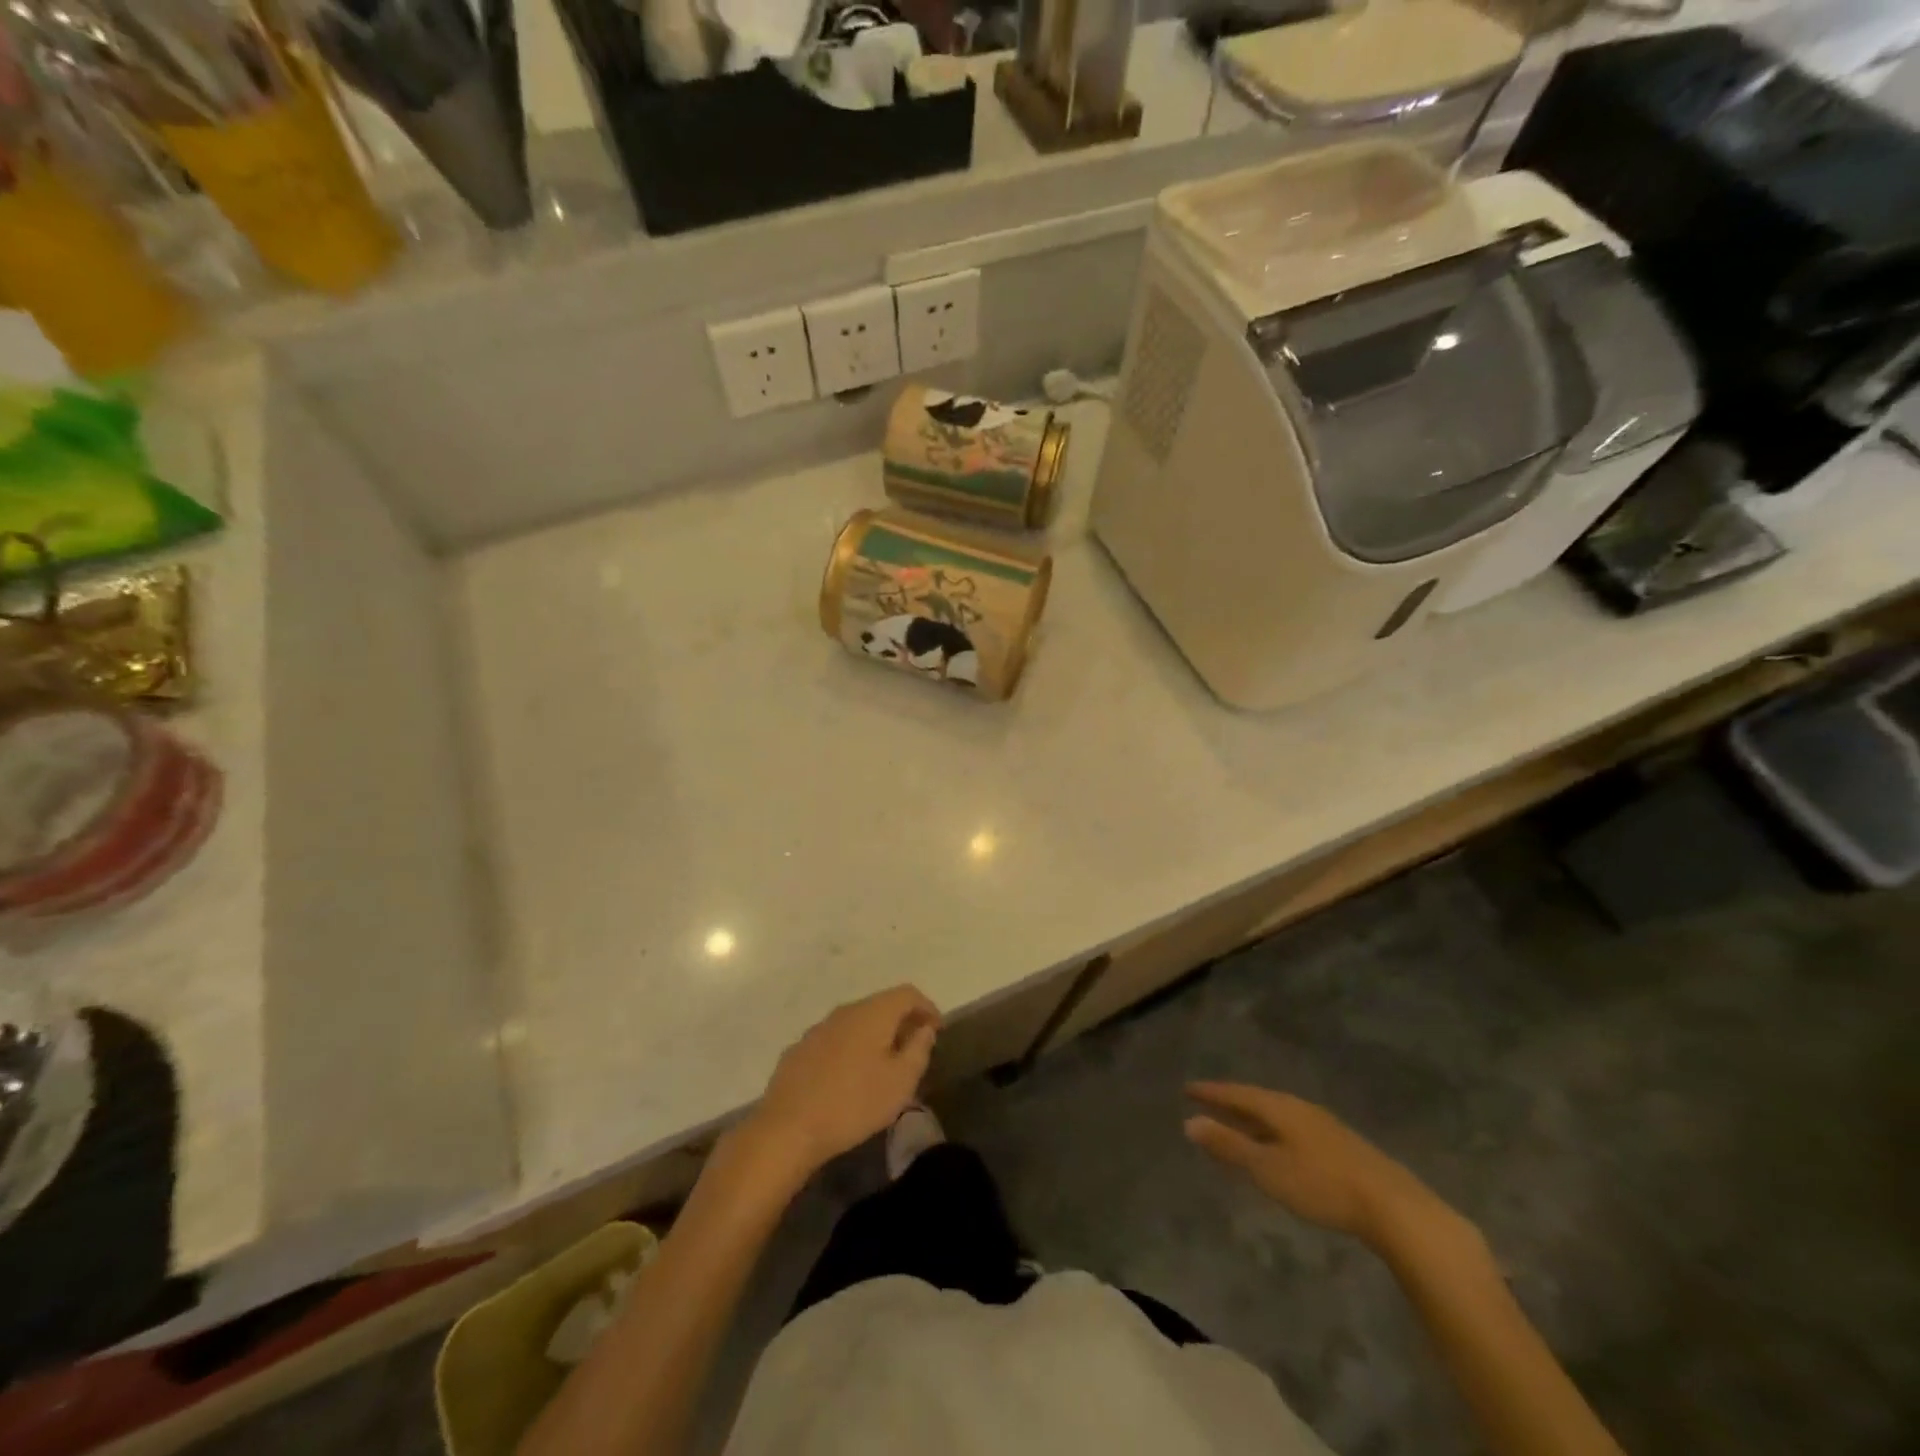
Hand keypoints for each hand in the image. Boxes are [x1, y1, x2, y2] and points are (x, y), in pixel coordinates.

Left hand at [748, 986, 940, 1177]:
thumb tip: (924, 1028)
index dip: (927, 1007)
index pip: (907, 993)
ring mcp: (818, 1029)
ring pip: (856, 1022)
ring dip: (874, 1036)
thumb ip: (918, 1049)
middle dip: (901, 1022)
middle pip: (880, 1005)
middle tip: (913, 1049)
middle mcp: (845, 1011)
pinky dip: (850, 1049)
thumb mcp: (900, 1082)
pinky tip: (849, 1077)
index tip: (936, 1031)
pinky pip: (835, 1040)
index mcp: (872, 1013)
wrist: (788, 1128)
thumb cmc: (854, 1103)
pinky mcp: (799, 1050)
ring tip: (883, 1065)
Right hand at [1184, 1082, 1441, 1247]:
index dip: (1211, 1093)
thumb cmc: (1321, 1185)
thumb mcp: (1267, 1168)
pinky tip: (1278, 1148)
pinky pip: (1293, 1129)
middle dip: (1231, 1103)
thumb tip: (1190, 1121)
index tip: (1187, 1089)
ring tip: (1237, 1125)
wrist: (1394, 1208)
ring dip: (1253, 1119)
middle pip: (1257, 1100)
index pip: (1236, 1093)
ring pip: (1277, 1115)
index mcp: (1279, 1107)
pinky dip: (1274, 1132)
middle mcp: (1299, 1108)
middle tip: (1207, 1103)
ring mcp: (1323, 1126)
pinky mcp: (1341, 1146)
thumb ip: (1229, 1146)